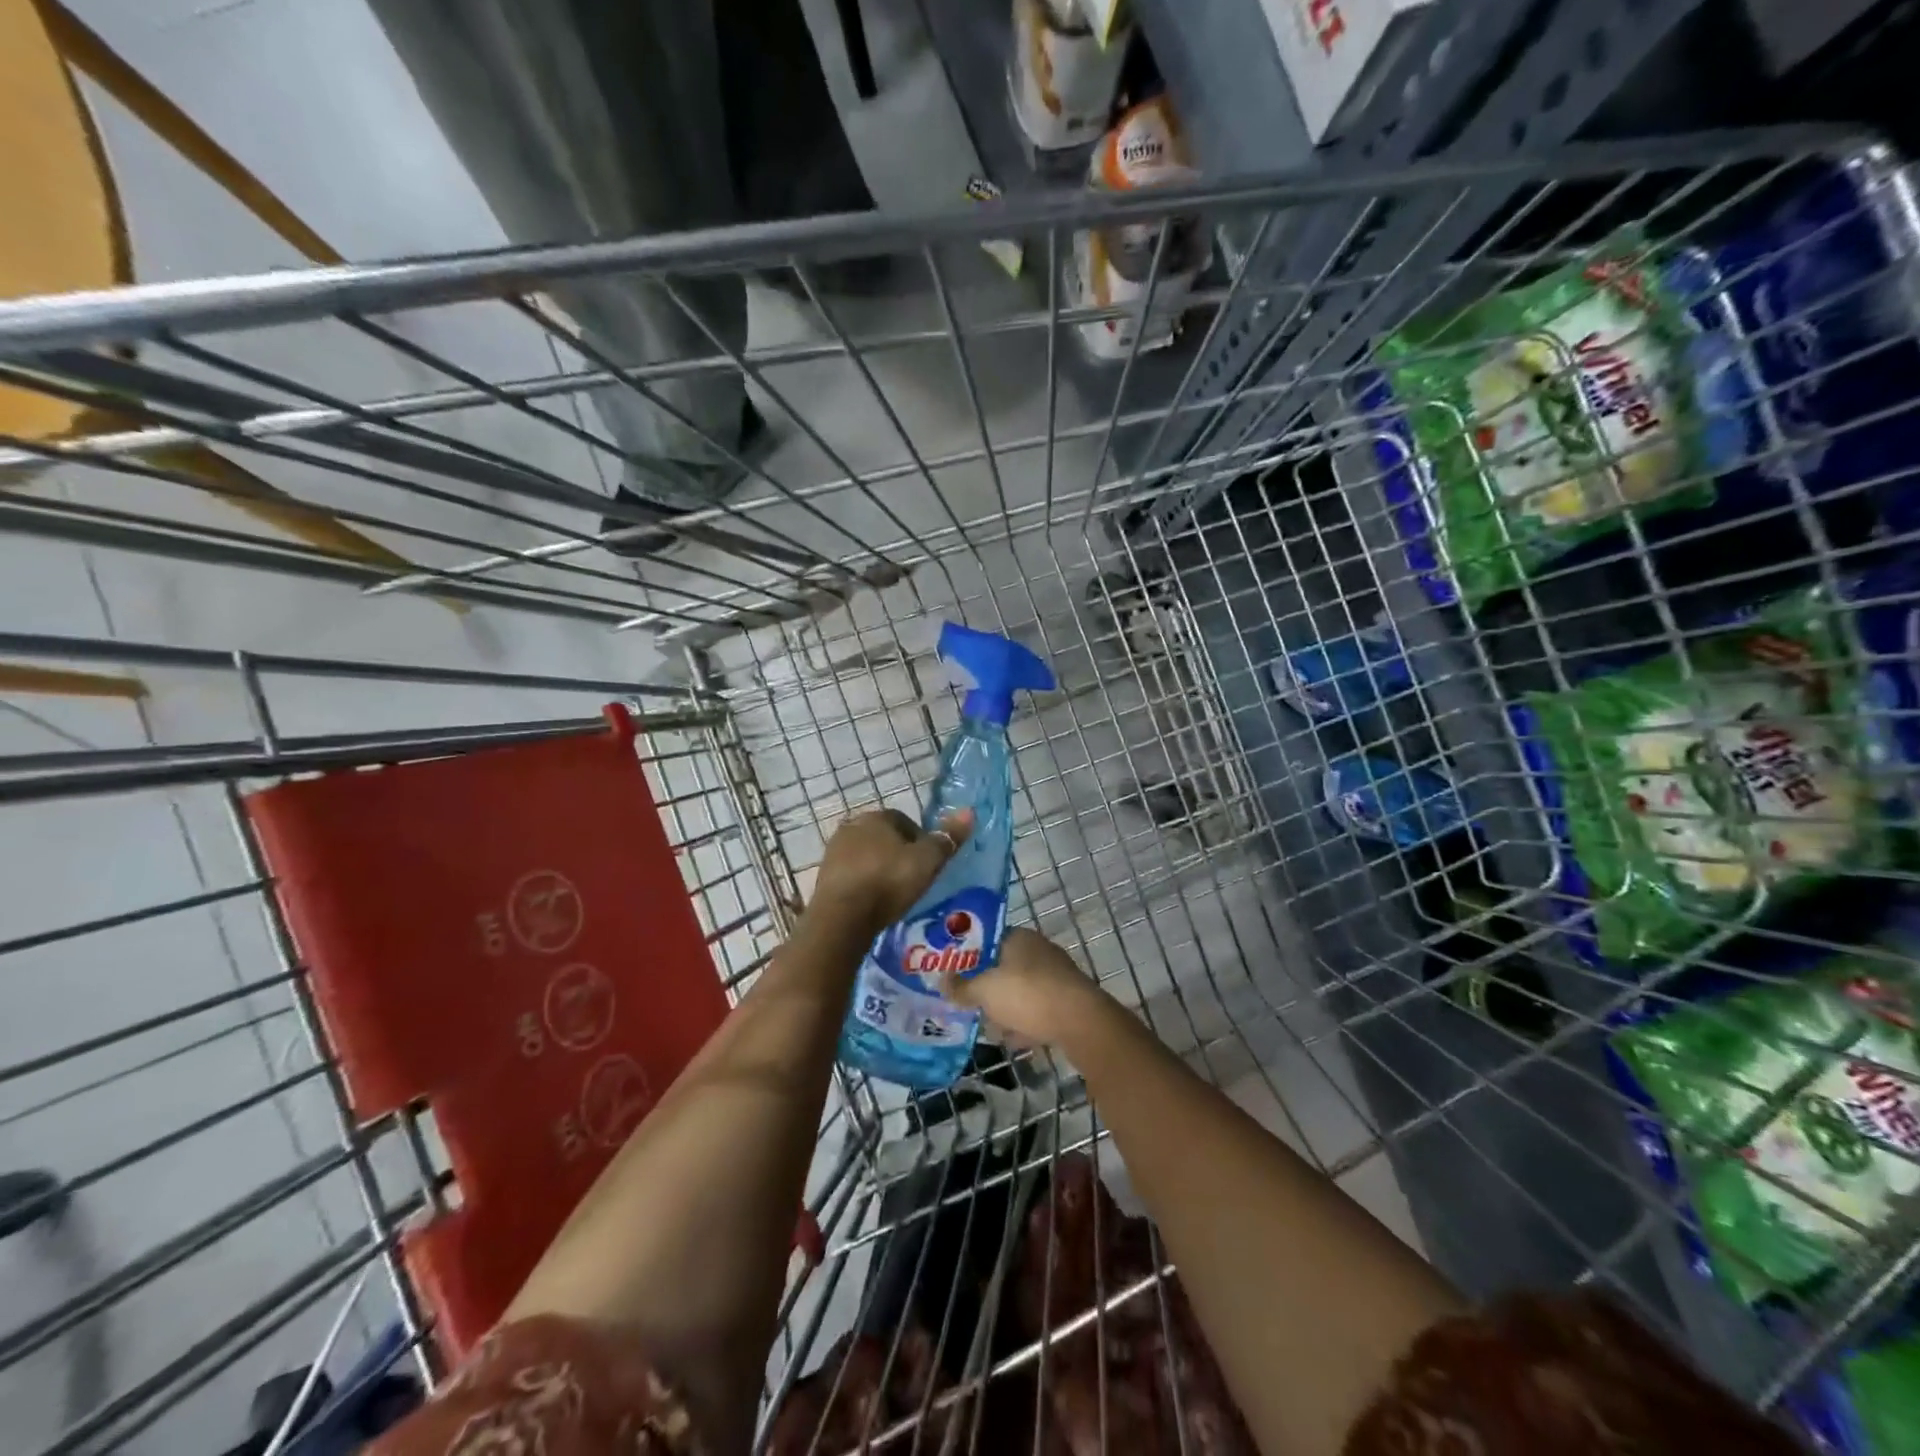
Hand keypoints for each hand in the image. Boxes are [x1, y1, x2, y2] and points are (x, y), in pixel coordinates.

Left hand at [811, 808, 972, 937]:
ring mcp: (834, 851)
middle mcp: (852, 826)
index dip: (920, 841)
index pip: (905, 822)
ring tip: (893, 893)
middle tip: (913, 879)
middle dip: (898, 854)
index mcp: (877, 817)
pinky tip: (873, 901)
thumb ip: (947, 838)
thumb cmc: (889, 882)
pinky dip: (863, 883)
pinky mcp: (823, 875)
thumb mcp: (927, 861)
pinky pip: (851, 874)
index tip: (928, 864)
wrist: (843, 916)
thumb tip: (969, 812)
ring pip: (866, 855)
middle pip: (884, 837)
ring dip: (879, 868)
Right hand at [945, 927, 1104, 1047]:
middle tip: (971, 1004)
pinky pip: (1039, 1009)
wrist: (1080, 1022)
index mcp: (1019, 938)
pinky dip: (1026, 1022)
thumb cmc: (1027, 995)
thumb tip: (943, 982)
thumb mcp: (985, 991)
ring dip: (1007, 1008)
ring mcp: (1057, 975)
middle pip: (1006, 967)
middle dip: (989, 987)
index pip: (989, 940)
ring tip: (990, 1027)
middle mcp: (1040, 950)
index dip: (971, 957)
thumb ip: (962, 987)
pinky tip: (1015, 1040)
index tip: (956, 976)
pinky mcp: (1069, 1000)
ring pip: (1023, 990)